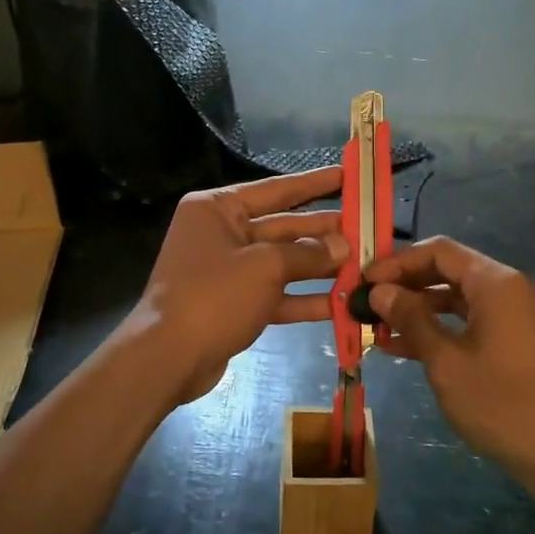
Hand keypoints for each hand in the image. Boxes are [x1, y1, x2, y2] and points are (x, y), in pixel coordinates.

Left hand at [133, 165, 348, 405]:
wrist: (168, 358)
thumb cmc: (214, 295)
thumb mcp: (265, 266)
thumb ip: (308, 253)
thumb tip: (343, 246)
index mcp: (218, 208)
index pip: (276, 189)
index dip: (314, 183)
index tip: (347, 175)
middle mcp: (221, 233)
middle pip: (283, 227)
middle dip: (323, 231)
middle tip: (366, 229)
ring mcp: (228, 270)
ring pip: (283, 262)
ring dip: (320, 266)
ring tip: (361, 265)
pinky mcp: (235, 304)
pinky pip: (276, 294)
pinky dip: (304, 298)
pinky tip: (341, 304)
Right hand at [364, 236, 534, 481]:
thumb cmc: (500, 402)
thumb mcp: (446, 360)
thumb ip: (411, 319)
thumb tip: (379, 291)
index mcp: (494, 282)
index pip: (439, 251)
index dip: (398, 262)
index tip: (365, 280)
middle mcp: (506, 289)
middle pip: (448, 271)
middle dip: (406, 285)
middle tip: (368, 302)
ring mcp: (513, 316)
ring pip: (456, 299)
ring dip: (419, 310)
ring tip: (378, 327)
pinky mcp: (514, 341)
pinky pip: (470, 322)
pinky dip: (440, 329)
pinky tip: (405, 348)